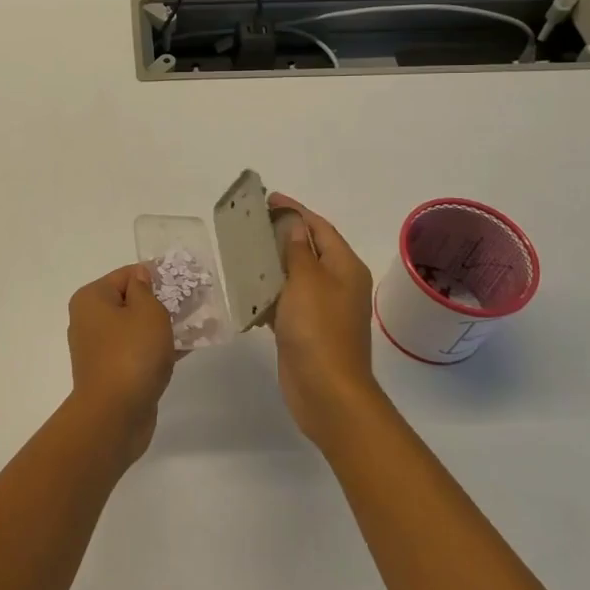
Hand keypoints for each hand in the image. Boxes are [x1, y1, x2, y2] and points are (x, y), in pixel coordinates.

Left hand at [66, 264, 176, 463]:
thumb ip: (147, 289)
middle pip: (131, 301)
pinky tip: (188, 348)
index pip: (127, 275)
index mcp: (92, 299)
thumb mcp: (147, 312)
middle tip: (195, 302)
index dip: (156, 275)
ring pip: (137, 329)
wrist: (114, 416)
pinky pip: (139, 351)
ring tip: (198, 324)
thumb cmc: (131, 354)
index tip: (185, 281)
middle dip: (163, 301)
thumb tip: (141, 277)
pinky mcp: (113, 373)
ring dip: (164, 326)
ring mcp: (100, 349)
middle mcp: (90, 320)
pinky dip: (159, 348)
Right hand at [268, 195, 383, 447]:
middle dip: (283, 233)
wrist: (327, 391)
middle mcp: (338, 283)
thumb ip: (298, 250)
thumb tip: (295, 225)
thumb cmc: (318, 330)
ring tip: (243, 249)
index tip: (269, 198)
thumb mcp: (306, 281)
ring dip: (273, 262)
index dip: (296, 210)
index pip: (319, 228)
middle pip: (309, 248)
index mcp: (345, 267)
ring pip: (296, 275)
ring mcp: (323, 308)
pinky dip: (269, 291)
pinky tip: (247, 288)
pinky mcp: (306, 329)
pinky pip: (286, 300)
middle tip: (252, 221)